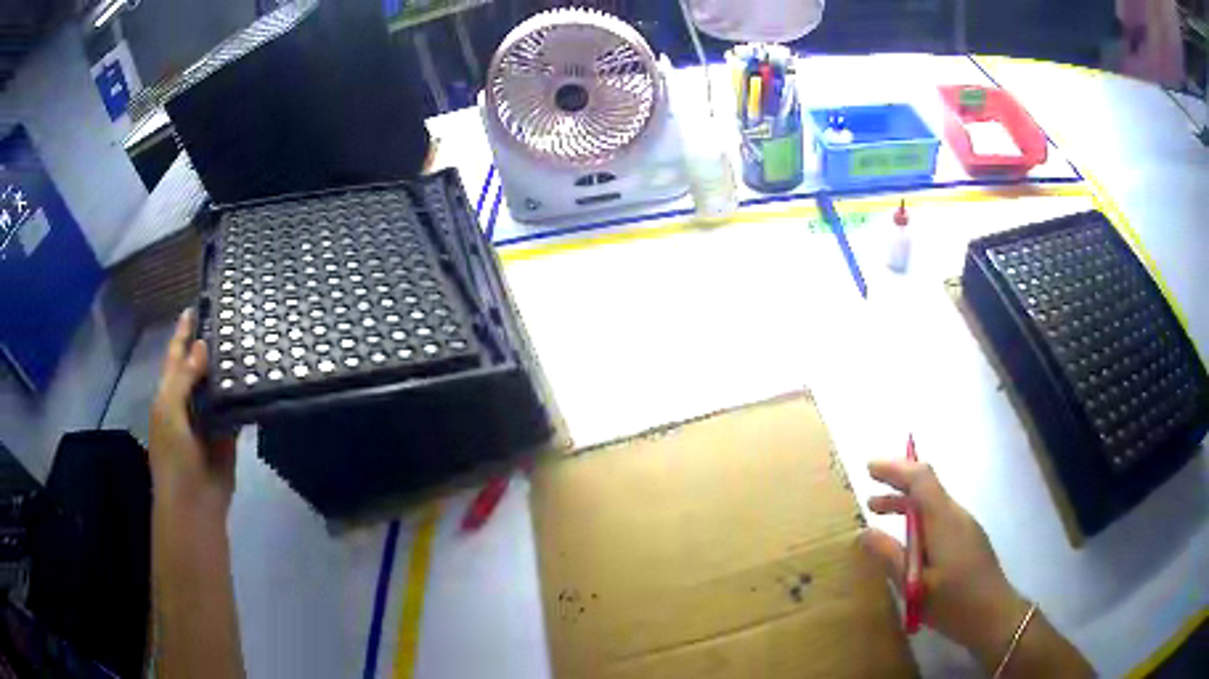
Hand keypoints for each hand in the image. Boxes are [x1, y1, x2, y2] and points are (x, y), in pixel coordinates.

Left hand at [149, 309, 237, 519]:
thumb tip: (203, 345)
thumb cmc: (174, 456)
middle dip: (211, 344)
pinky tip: (257, 377)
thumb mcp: (169, 411)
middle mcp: (188, 401)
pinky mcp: (228, 434)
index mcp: (169, 393)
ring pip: (219, 386)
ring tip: (248, 340)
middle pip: (199, 366)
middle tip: (232, 317)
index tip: (197, 305)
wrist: (195, 503)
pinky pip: (236, 408)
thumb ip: (184, 378)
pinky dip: (244, 394)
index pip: (176, 354)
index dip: (183, 331)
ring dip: (229, 368)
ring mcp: (209, 418)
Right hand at [859, 459, 1029, 665]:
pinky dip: (918, 519)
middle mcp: (956, 515)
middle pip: (927, 486)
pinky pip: (939, 517)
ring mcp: (965, 526)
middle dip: (897, 485)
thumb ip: (889, 556)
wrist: (994, 616)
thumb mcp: (914, 585)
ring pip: (933, 503)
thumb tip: (863, 532)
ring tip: (879, 516)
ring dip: (906, 504)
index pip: (920, 477)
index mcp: (943, 519)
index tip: (869, 467)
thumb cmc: (953, 601)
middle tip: (868, 497)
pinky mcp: (968, 540)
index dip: (895, 468)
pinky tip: (907, 542)